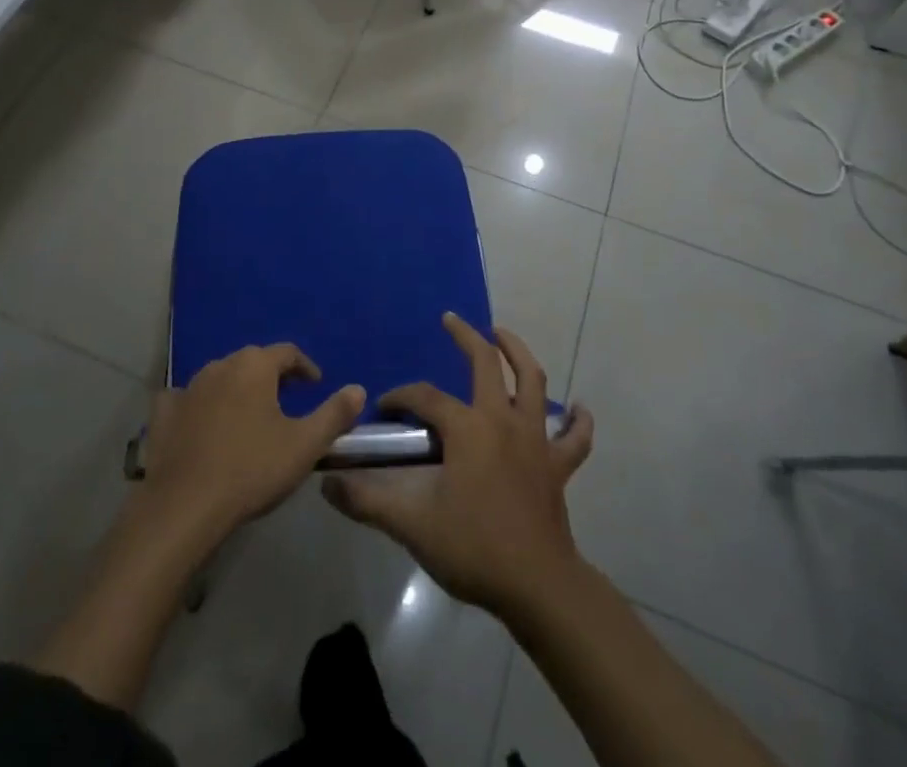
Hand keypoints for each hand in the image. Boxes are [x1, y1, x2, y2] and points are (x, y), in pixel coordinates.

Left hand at [141, 344, 364, 546]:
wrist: (184, 507)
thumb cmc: (251, 470)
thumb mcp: (304, 445)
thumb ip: (334, 414)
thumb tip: (358, 389)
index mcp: (255, 366)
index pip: (287, 352)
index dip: (305, 367)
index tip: (316, 384)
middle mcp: (221, 365)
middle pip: (253, 362)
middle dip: (272, 377)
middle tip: (287, 401)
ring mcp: (188, 387)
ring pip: (220, 378)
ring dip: (237, 390)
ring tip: (249, 416)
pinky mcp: (164, 413)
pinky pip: (184, 400)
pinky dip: (197, 406)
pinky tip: (200, 423)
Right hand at [322, 315, 593, 617]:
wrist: (537, 586)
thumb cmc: (474, 548)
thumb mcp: (412, 525)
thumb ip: (367, 501)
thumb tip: (327, 484)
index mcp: (467, 428)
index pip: (425, 397)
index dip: (401, 397)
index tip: (384, 408)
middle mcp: (503, 420)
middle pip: (486, 363)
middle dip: (466, 337)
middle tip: (451, 320)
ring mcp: (535, 440)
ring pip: (534, 381)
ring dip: (518, 353)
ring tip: (503, 336)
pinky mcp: (558, 465)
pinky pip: (575, 438)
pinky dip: (578, 421)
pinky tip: (579, 408)